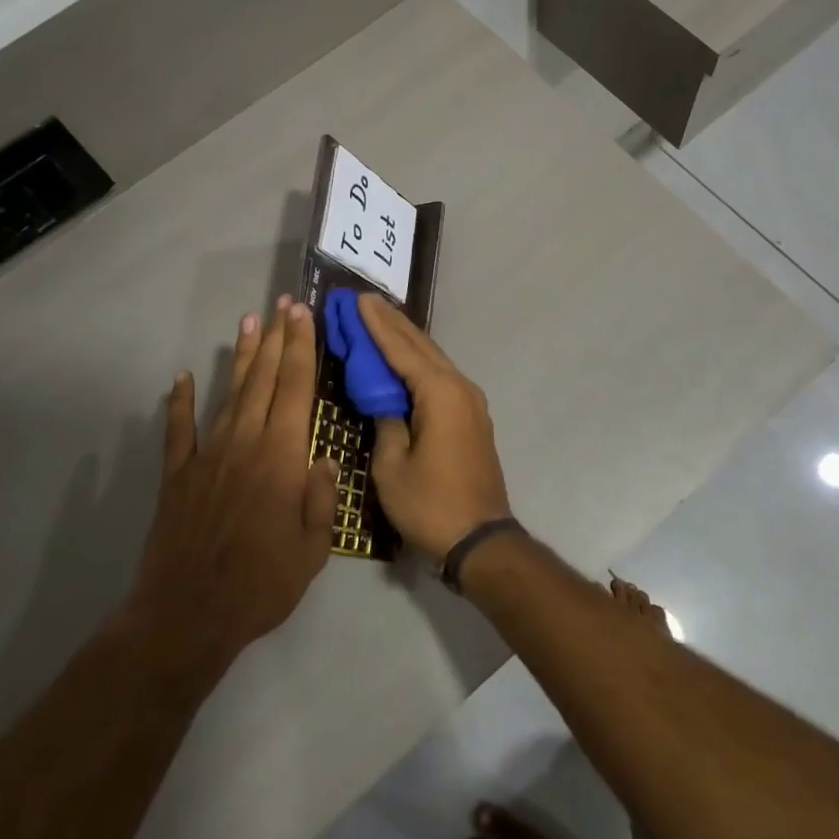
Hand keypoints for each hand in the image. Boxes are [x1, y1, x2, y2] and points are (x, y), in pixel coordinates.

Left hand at [124, 297, 339, 683]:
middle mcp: (246, 443)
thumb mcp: (313, 549)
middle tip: (283, 304)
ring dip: (241, 357)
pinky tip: (180, 378)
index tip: (303, 315)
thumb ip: (321, 497)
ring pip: (229, 394)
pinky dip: (179, 402)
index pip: (296, 388)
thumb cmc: (261, 584)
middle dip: (276, 338)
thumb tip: (324, 457)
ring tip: (249, 322)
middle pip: (264, 379)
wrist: (188, 614)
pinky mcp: (177, 475)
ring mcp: (207, 455)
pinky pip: (179, 430)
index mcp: (282, 457)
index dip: (301, 347)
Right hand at [359, 293, 512, 560]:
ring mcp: (470, 401)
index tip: (357, 300)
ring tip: (380, 319)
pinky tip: (403, 357)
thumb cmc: (431, 504)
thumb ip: (385, 422)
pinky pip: (440, 376)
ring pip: (433, 359)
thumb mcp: (392, 466)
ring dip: (406, 339)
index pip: (401, 349)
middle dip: (391, 323)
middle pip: (421, 346)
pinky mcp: (471, 417)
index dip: (376, 325)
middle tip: (364, 301)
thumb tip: (384, 399)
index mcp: (440, 393)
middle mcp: (459, 387)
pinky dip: (418, 361)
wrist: (480, 538)